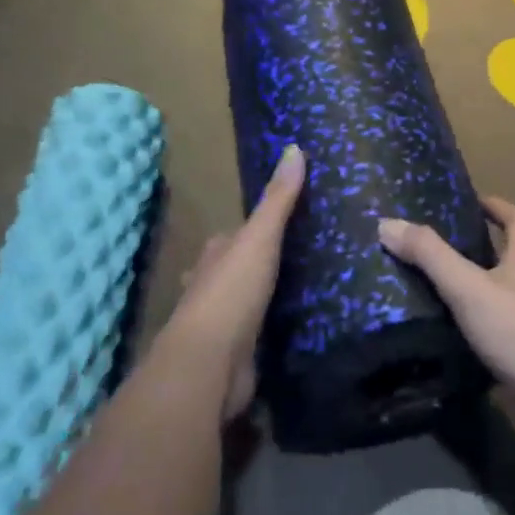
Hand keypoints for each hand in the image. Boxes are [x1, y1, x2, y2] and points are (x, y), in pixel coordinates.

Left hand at [154, 145, 304, 420]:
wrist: (209, 366)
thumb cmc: (231, 293)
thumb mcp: (259, 238)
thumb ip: (278, 200)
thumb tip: (295, 148)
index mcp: (214, 257)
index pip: (232, 237)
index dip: (254, 230)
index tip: (283, 224)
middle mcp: (212, 288)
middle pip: (236, 270)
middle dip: (257, 265)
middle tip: (300, 257)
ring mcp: (222, 325)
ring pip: (246, 303)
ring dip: (265, 298)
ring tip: (305, 290)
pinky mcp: (236, 356)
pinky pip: (258, 335)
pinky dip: (272, 330)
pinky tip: (297, 328)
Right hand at [377, 196, 514, 406]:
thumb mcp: (469, 287)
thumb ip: (431, 256)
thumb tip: (388, 223)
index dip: (497, 206)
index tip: (472, 202)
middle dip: (488, 249)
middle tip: (447, 250)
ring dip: (489, 290)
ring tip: (449, 293)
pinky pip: (513, 330)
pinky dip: (491, 327)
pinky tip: (466, 338)